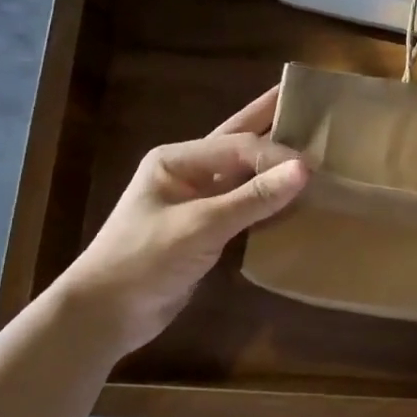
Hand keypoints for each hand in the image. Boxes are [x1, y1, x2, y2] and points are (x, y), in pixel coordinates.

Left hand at [50, 87, 307, 354]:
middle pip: (239, 140)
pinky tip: (295, 193)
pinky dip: (271, 197)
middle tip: (308, 100)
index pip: (238, 145)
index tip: (313, 166)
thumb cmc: (143, 260)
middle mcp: (189, 172)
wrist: (104, 316)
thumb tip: (304, 169)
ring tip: (311, 140)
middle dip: (271, 120)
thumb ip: (253, 197)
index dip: (276, 152)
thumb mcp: (200, 226)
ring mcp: (198, 201)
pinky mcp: (208, 229)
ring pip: (246, 172)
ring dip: (275, 161)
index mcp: (178, 160)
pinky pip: (247, 204)